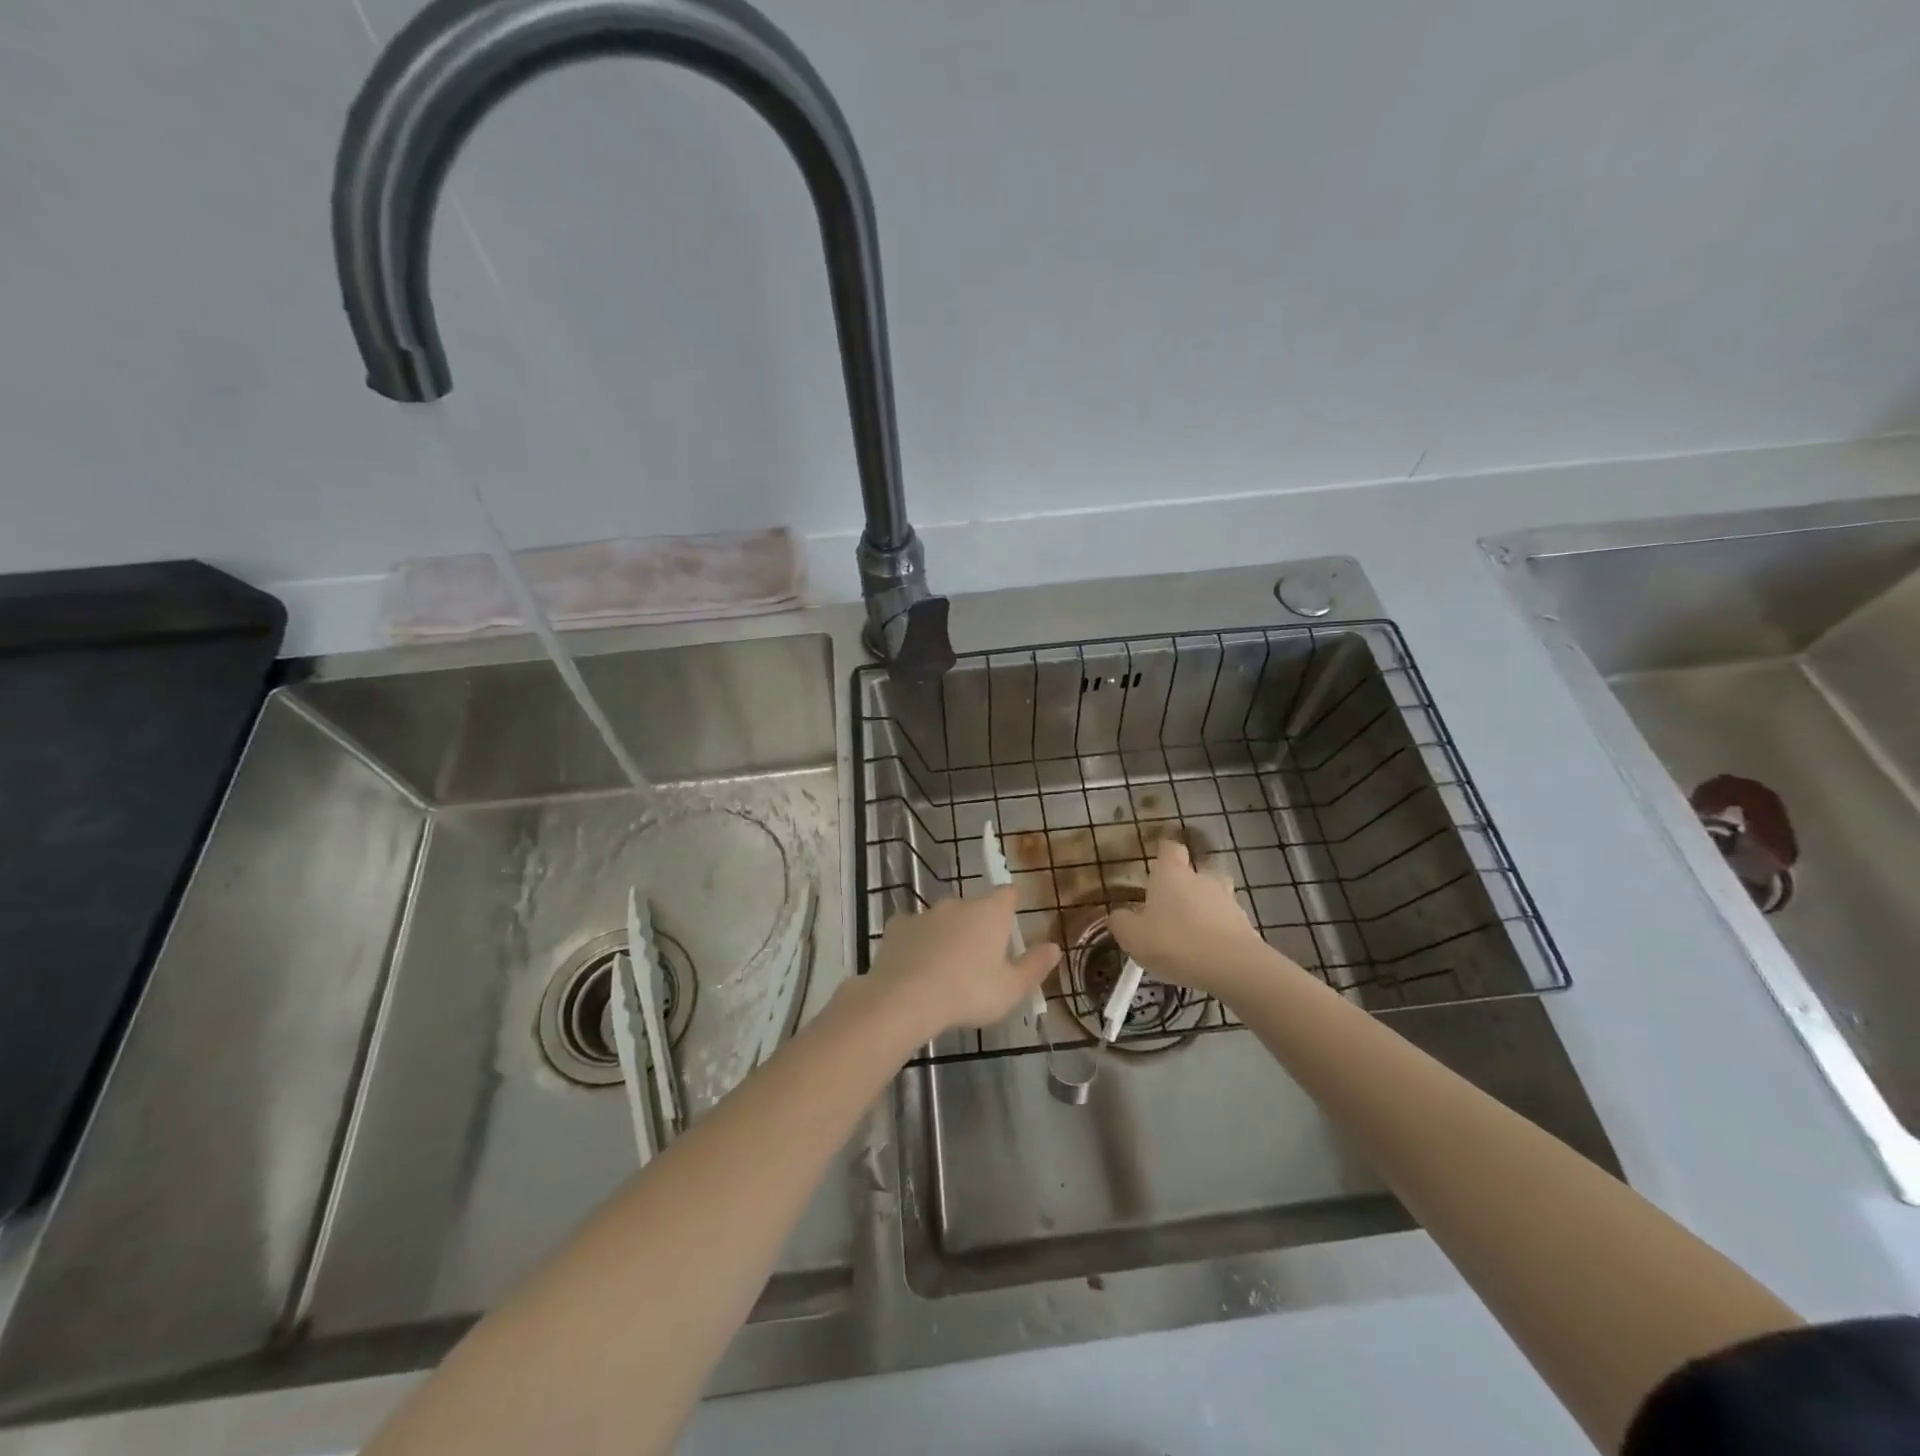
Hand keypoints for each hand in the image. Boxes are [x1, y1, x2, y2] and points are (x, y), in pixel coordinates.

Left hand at [867, 887, 1060, 1039]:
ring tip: (945, 968)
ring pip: (942, 918)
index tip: (1010, 923)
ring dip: (946, 934)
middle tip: (979, 959)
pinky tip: (914, 965)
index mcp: (990, 912)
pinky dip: (916, 941)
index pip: (1008, 894)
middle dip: (977, 926)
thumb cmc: (969, 992)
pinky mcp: (897, 926)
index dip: (1011, 905)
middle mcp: (958, 904)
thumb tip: (1054, 947)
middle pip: (974, 907)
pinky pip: (912, 929)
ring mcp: (925, 912)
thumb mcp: (1011, 989)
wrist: (906, 998)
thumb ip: (1034, 966)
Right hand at [1108, 839, 1279, 996]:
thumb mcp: (1133, 936)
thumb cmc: (1175, 942)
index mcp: (1171, 874)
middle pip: (1195, 872)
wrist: (1232, 967)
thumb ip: (1121, 922)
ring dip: (1203, 910)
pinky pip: (1226, 923)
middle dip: (1184, 887)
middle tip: (1170, 909)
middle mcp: (1201, 878)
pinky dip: (1217, 933)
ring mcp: (1228, 900)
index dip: (1163, 853)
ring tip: (1190, 934)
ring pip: (1213, 898)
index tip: (1156, 863)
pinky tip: (1206, 954)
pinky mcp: (1246, 925)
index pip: (1169, 848)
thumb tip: (1118, 915)